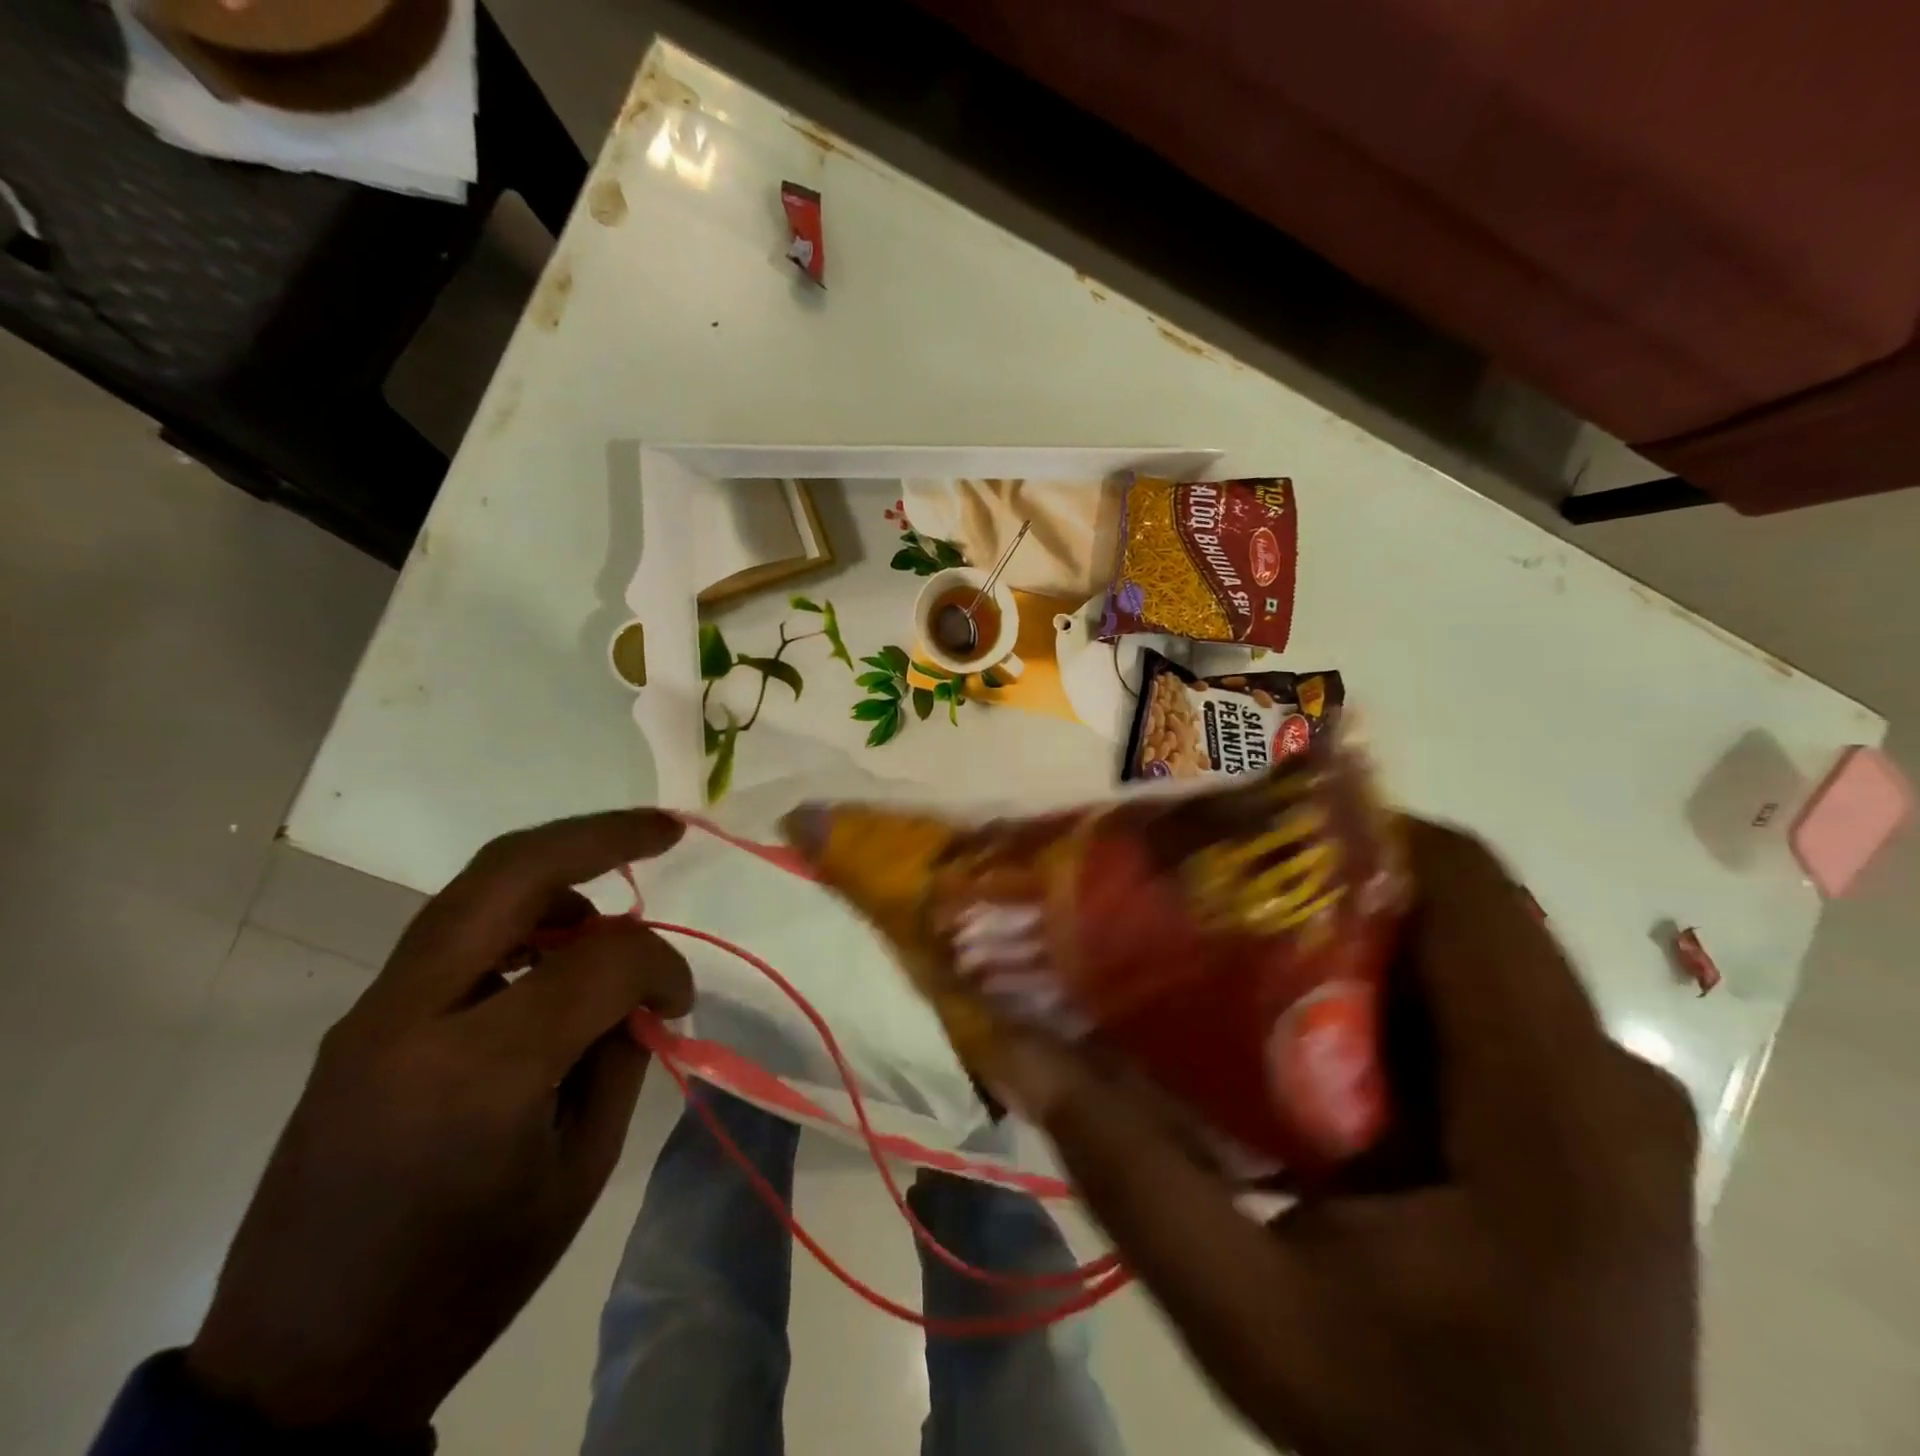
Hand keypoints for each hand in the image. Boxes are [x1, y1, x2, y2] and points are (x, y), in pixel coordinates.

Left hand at [188, 811, 693, 1435]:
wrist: (305, 1362)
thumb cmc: (469, 1278)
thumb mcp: (579, 1170)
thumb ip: (618, 1055)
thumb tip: (638, 988)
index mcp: (482, 1070)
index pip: (602, 962)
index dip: (662, 965)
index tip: (681, 999)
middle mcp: (414, 1014)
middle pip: (513, 869)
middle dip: (603, 834)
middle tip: (667, 829)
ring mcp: (374, 1010)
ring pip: (476, 887)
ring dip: (558, 872)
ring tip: (610, 907)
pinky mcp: (361, 1019)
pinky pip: (453, 931)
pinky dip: (518, 914)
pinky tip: (551, 949)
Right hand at [986, 820, 1699, 1455]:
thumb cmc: (1410, 1444)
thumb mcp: (1246, 1317)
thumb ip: (1130, 1172)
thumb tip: (1017, 1046)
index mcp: (1556, 1110)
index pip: (1466, 886)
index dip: (1350, 830)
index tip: (1238, 830)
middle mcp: (1603, 1077)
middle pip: (1458, 908)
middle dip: (1330, 876)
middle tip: (1214, 881)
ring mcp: (1599, 1100)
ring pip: (1461, 951)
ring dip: (1350, 929)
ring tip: (1240, 937)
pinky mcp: (1577, 1123)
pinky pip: (1472, 1006)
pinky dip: (1381, 986)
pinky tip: (1296, 1022)